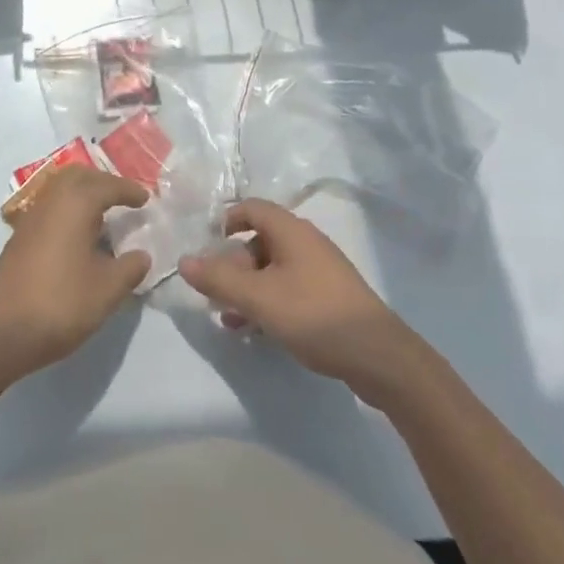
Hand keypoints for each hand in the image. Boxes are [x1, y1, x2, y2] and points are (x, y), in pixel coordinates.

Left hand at [0, 168, 150, 380]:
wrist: (4, 332)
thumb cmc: (62, 303)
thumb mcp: (108, 290)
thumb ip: (130, 268)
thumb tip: (141, 255)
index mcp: (75, 204)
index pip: (107, 185)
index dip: (129, 191)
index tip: (145, 199)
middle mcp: (51, 201)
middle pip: (79, 176)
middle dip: (102, 182)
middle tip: (122, 199)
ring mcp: (31, 217)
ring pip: (60, 190)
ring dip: (82, 195)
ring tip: (102, 217)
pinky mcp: (19, 237)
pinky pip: (49, 208)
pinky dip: (67, 211)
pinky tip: (77, 237)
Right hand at [179, 199, 418, 393]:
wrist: (379, 356)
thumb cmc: (314, 315)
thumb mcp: (259, 298)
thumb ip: (219, 280)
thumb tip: (184, 260)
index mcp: (290, 231)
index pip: (252, 208)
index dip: (227, 221)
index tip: (208, 246)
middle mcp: (306, 242)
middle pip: (260, 241)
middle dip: (233, 266)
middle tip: (217, 296)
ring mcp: (320, 270)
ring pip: (273, 269)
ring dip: (248, 289)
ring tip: (231, 320)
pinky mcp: (330, 297)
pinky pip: (289, 289)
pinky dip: (269, 302)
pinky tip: (258, 331)